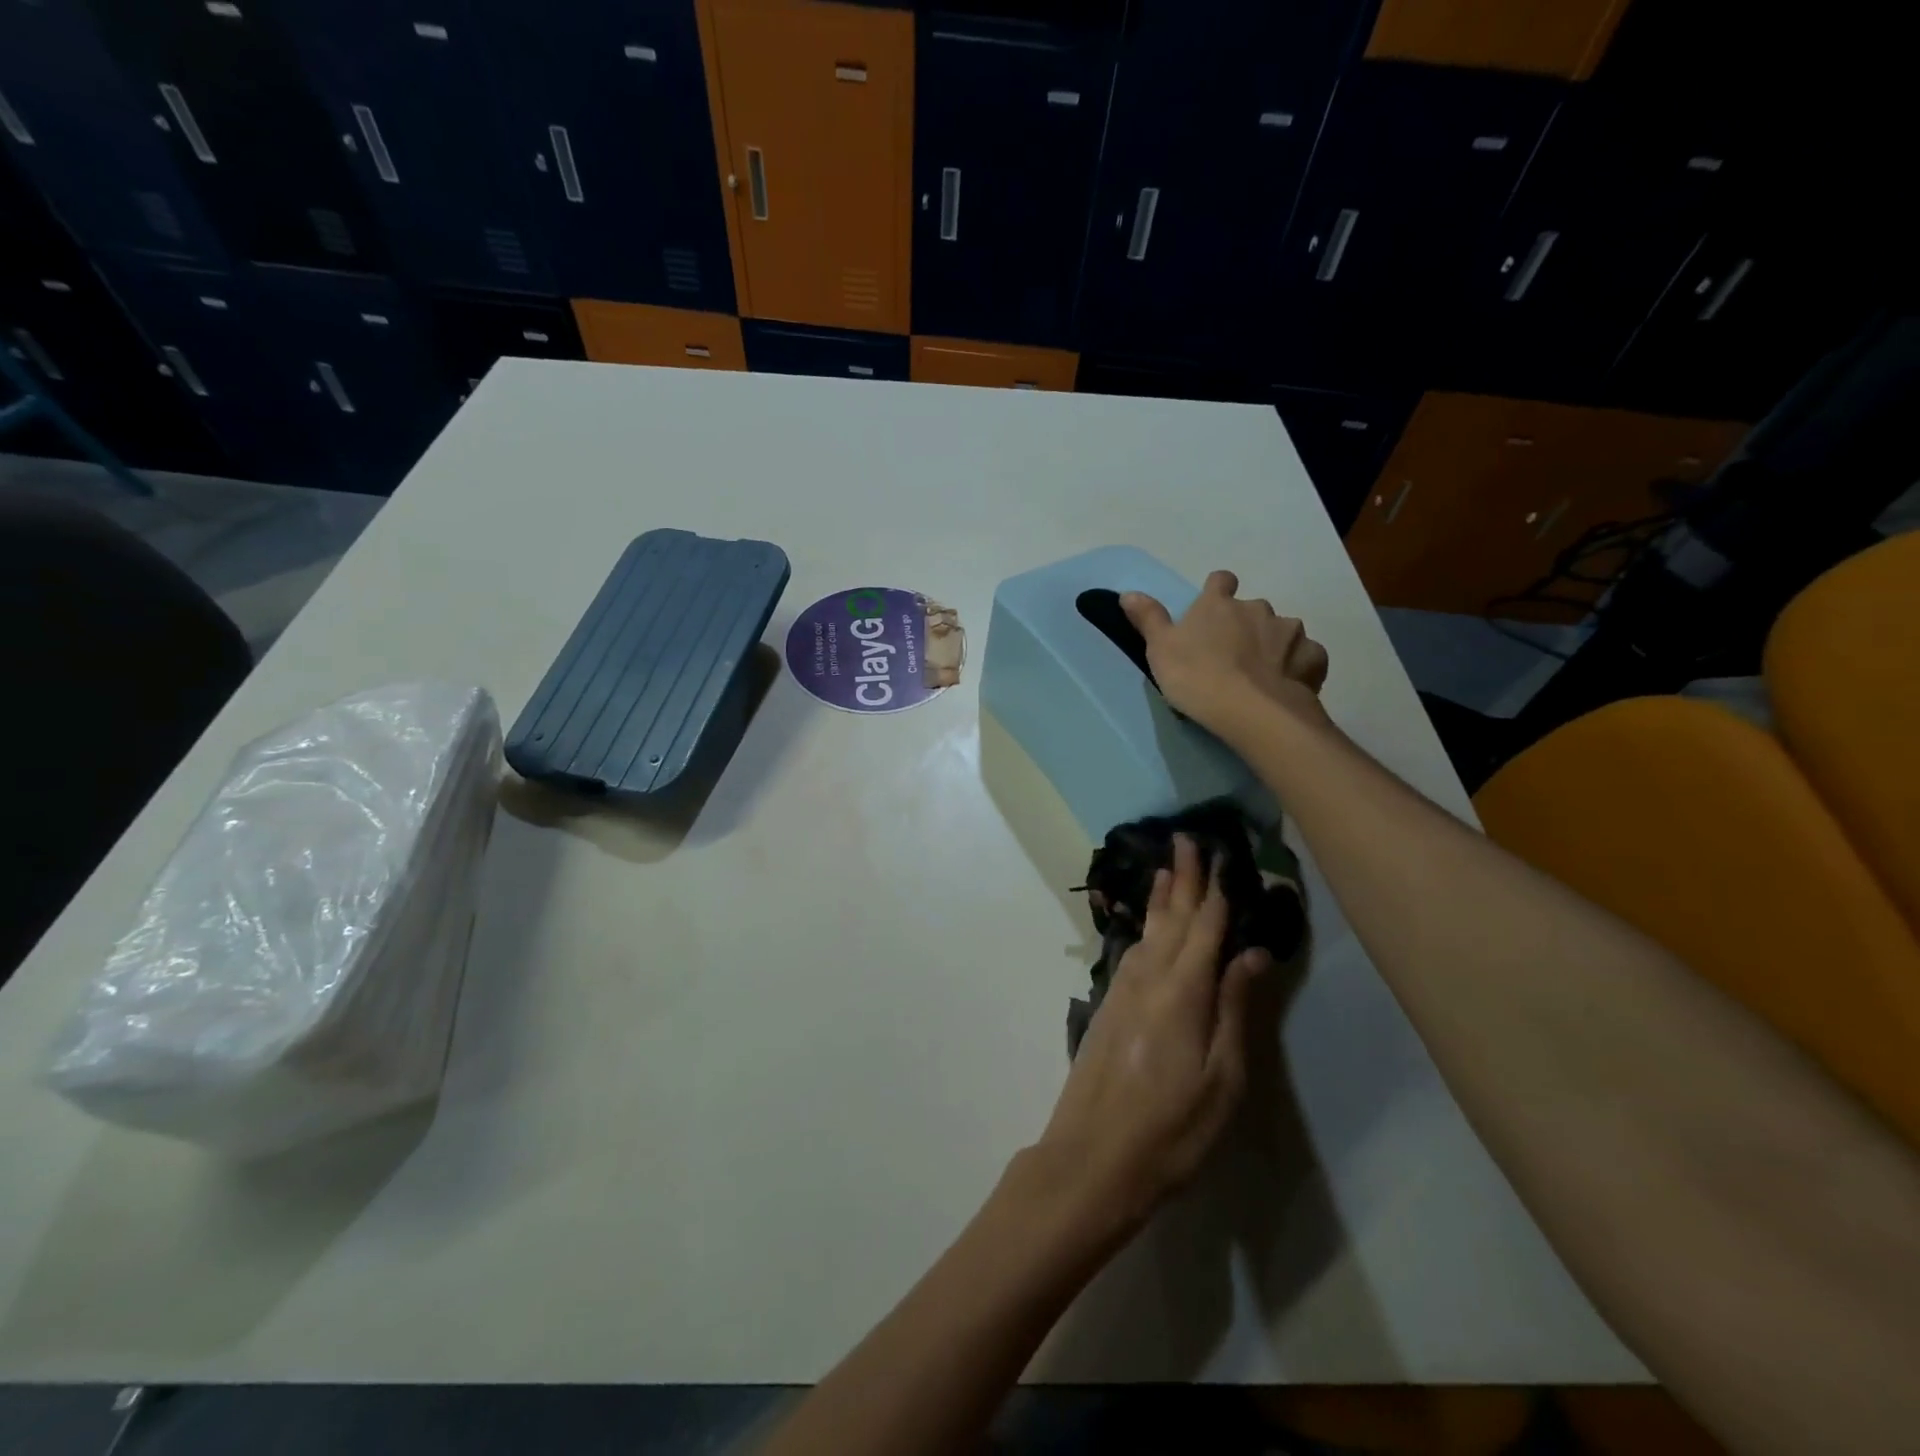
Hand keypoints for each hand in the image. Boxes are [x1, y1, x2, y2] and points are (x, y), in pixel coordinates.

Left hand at [1035, 835, 1270, 1233]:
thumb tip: (1250, 953)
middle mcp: (1149, 977)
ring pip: (1148, 930)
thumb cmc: (1171, 1128)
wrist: (1093, 1155)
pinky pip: (1133, 950)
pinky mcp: (1109, 1006)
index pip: (1205, 927)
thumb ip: (1235, 1009)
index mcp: (1183, 990)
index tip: (1221, 853)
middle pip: (1172, 918)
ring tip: (1168, 869)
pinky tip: (1149, 925)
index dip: (1216, 890)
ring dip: (1161, 897)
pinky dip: (1145, 926)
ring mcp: (1123, 989)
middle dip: (1183, 878)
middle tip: (1187, 838)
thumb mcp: (1222, 1079)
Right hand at [1122, 570, 1328, 741]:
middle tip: (1232, 657)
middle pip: (1253, 609)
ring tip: (1261, 676)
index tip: (1213, 610)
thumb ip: (1148, 618)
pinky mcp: (1313, 658)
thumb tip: (1128, 592)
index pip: (1221, 581)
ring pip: (1282, 632)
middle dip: (1246, 626)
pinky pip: (1306, 656)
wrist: (1251, 710)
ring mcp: (1290, 631)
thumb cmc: (1196, 676)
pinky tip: (1287, 685)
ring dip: (1273, 646)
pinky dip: (1298, 667)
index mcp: (1219, 604)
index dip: (1218, 592)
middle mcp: (1258, 608)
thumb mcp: (1160, 649)